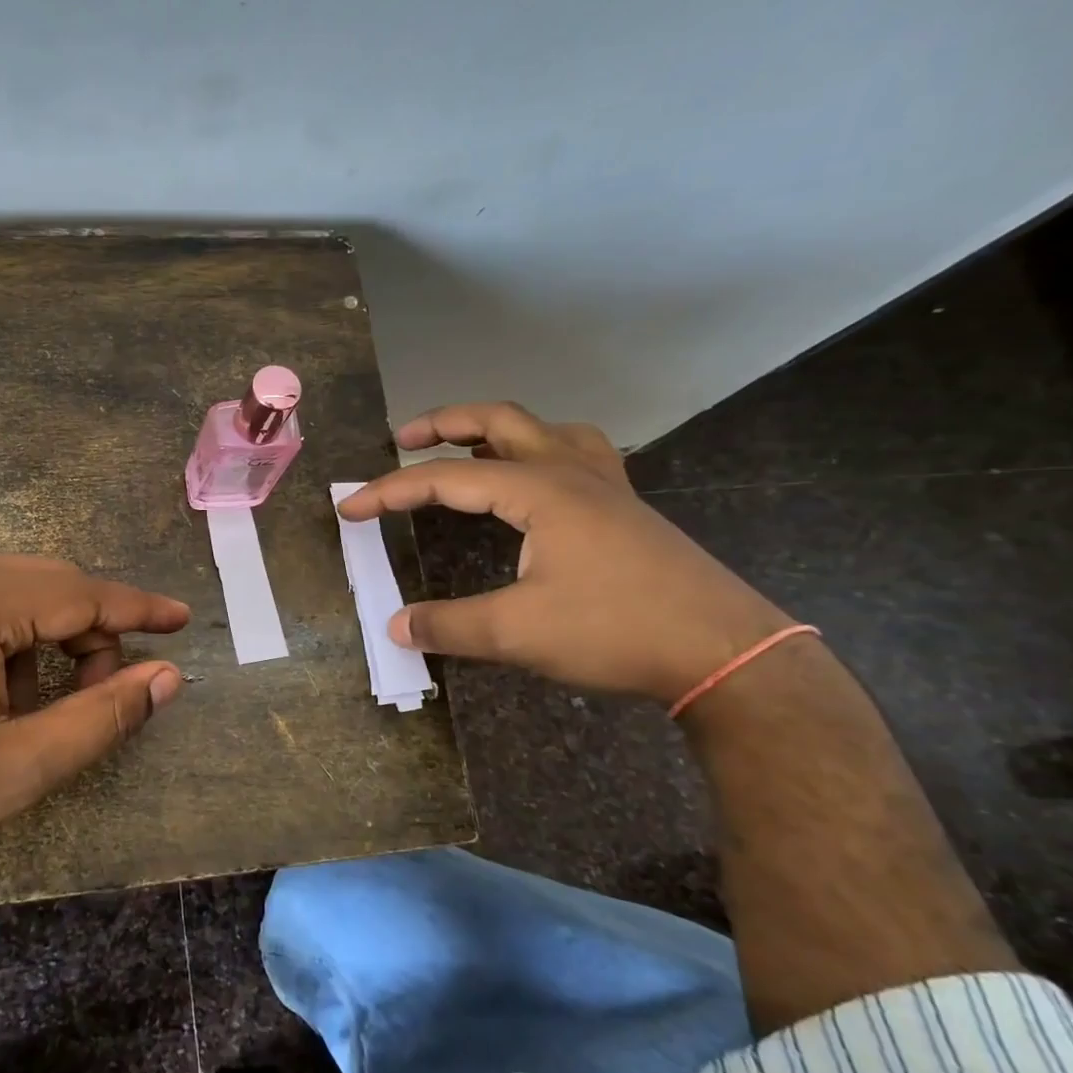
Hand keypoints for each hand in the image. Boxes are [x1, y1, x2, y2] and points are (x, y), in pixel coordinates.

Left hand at [0, 555, 188, 900]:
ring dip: (46, 635)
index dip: (138, 608)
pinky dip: (5, 636)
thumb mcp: (16, 768)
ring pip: (10, 592)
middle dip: (91, 630)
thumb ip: (100, 717)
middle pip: (47, 584)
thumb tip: (167, 678)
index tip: (182, 619)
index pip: (81, 593)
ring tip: (40, 705)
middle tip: (110, 687)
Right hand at [337, 402, 792, 702]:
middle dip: (444, 423)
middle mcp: (570, 473)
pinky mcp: (627, 508)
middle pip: (499, 421)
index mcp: (539, 490)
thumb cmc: (615, 631)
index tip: (350, 509)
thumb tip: (395, 626)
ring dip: (497, 430)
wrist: (722, 651)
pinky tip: (537, 479)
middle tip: (403, 439)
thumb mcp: (517, 633)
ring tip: (466, 448)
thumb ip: (449, 626)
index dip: (390, 492)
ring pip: (544, 429)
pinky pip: (579, 453)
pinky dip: (544, 450)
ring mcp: (606, 486)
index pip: (445, 478)